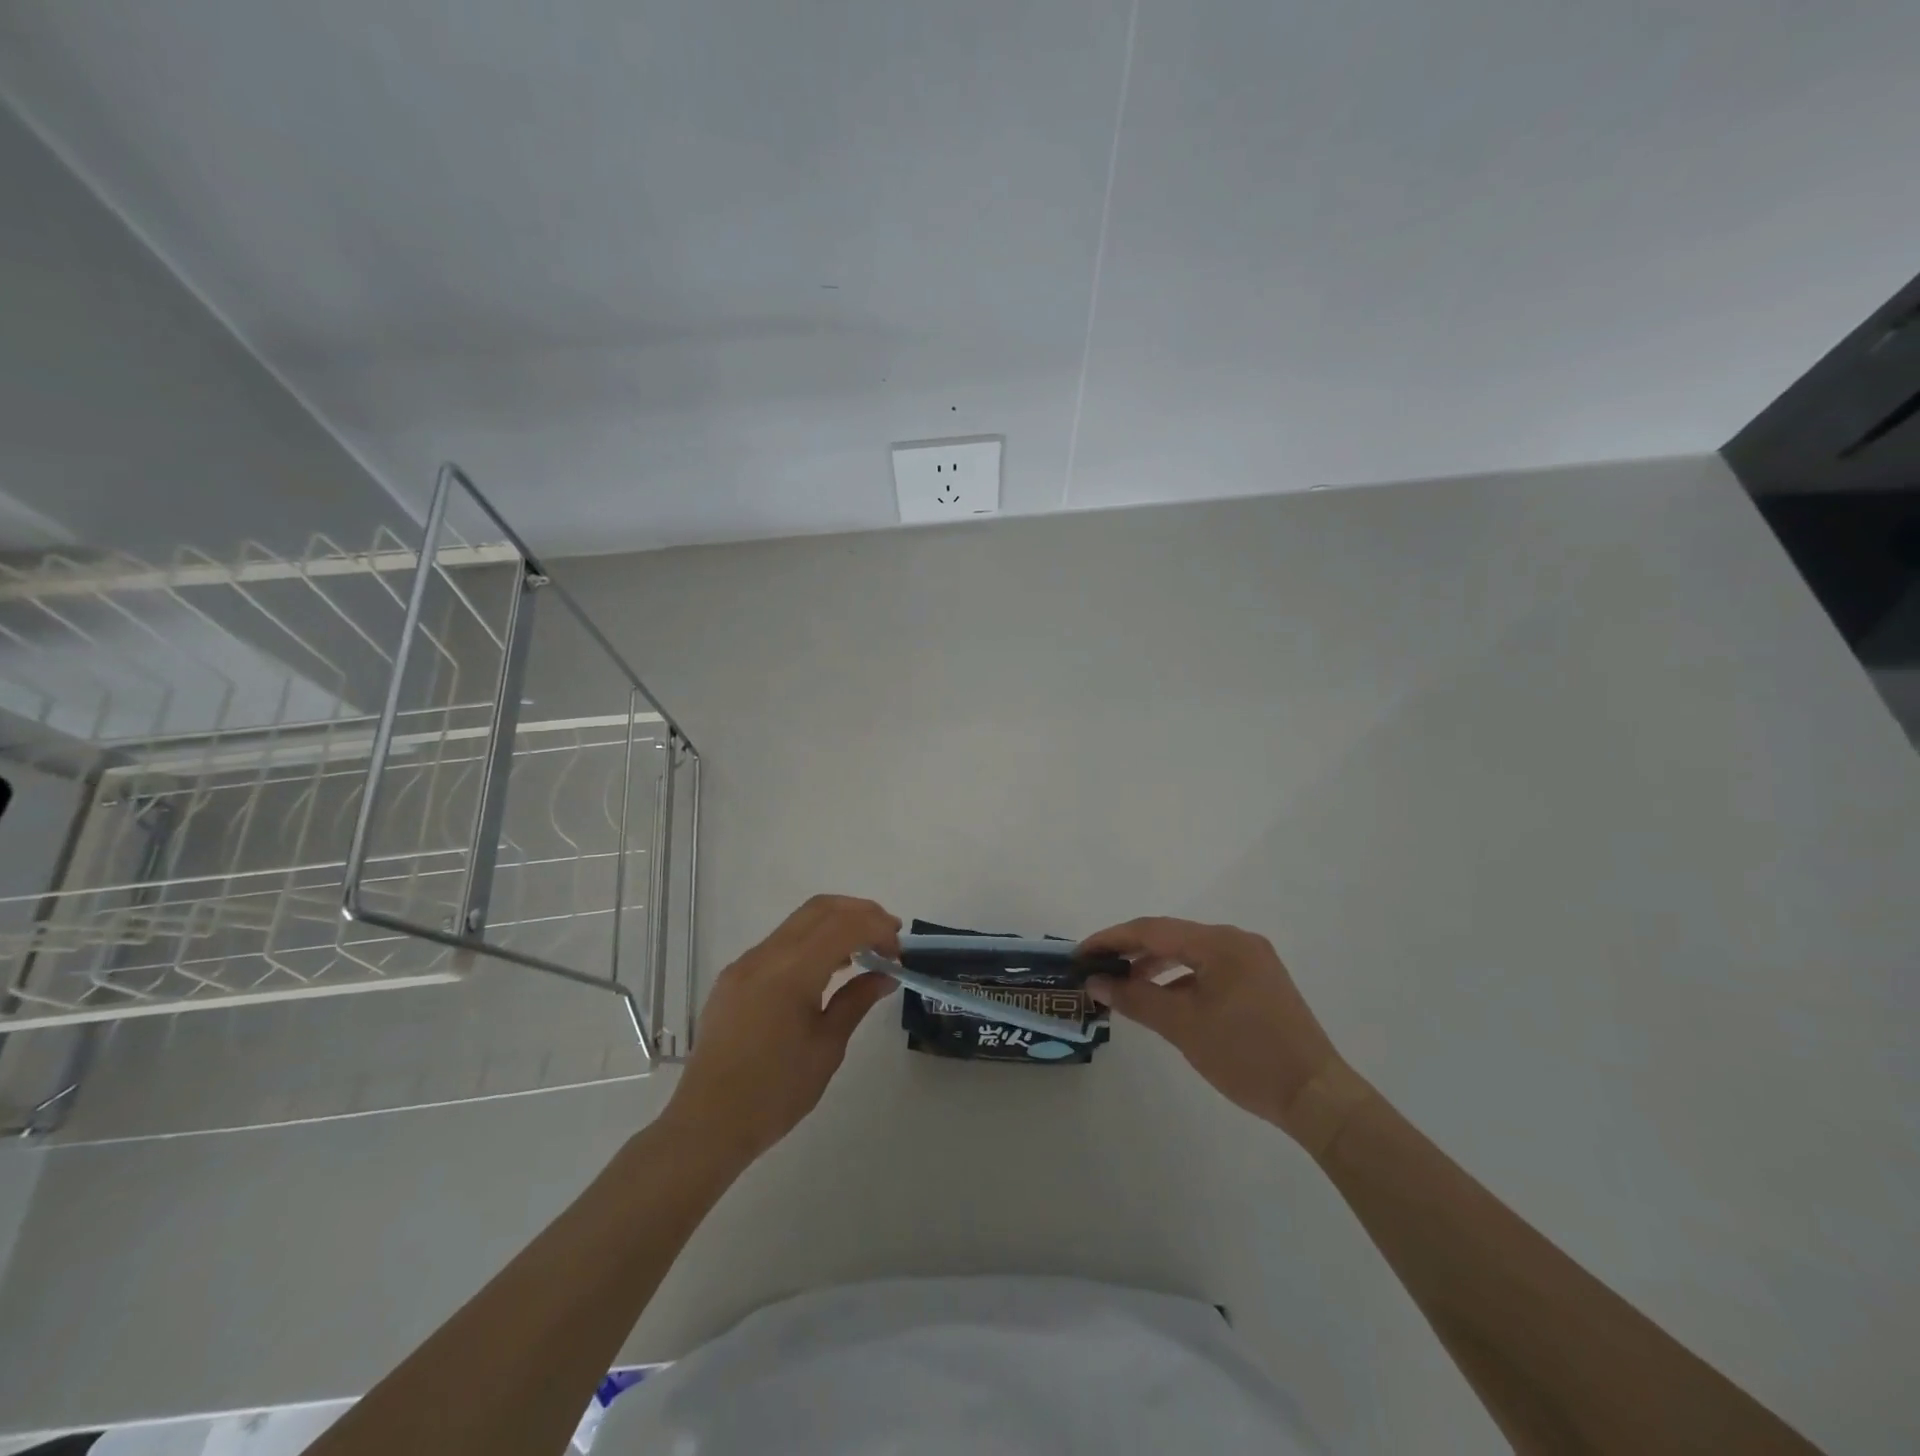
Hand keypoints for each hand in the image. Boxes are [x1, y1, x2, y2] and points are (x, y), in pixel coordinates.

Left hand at [661, 895, 900, 1166]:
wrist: (706, 1125)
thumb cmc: (775, 1094)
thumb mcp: (827, 1048)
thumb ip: (857, 1001)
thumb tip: (885, 975)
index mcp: (790, 973)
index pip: (844, 926)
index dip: (878, 928)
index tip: (899, 951)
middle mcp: (765, 956)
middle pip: (820, 909)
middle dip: (860, 913)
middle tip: (889, 936)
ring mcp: (745, 963)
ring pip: (799, 921)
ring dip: (836, 924)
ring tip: (864, 951)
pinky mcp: (735, 977)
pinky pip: (780, 943)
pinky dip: (812, 942)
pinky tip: (827, 969)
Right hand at [1080, 917, 1362, 1148]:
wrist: (1316, 1096)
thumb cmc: (1246, 1057)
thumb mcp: (1183, 1027)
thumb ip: (1135, 998)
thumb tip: (1096, 981)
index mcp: (1220, 943)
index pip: (1152, 930)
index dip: (1112, 939)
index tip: (1080, 953)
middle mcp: (1236, 940)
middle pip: (1170, 935)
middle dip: (1130, 950)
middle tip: (1096, 967)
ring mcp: (1251, 959)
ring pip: (1189, 951)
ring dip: (1154, 964)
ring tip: (1122, 983)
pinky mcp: (1258, 979)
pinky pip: (1208, 966)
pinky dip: (1180, 977)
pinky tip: (1162, 996)